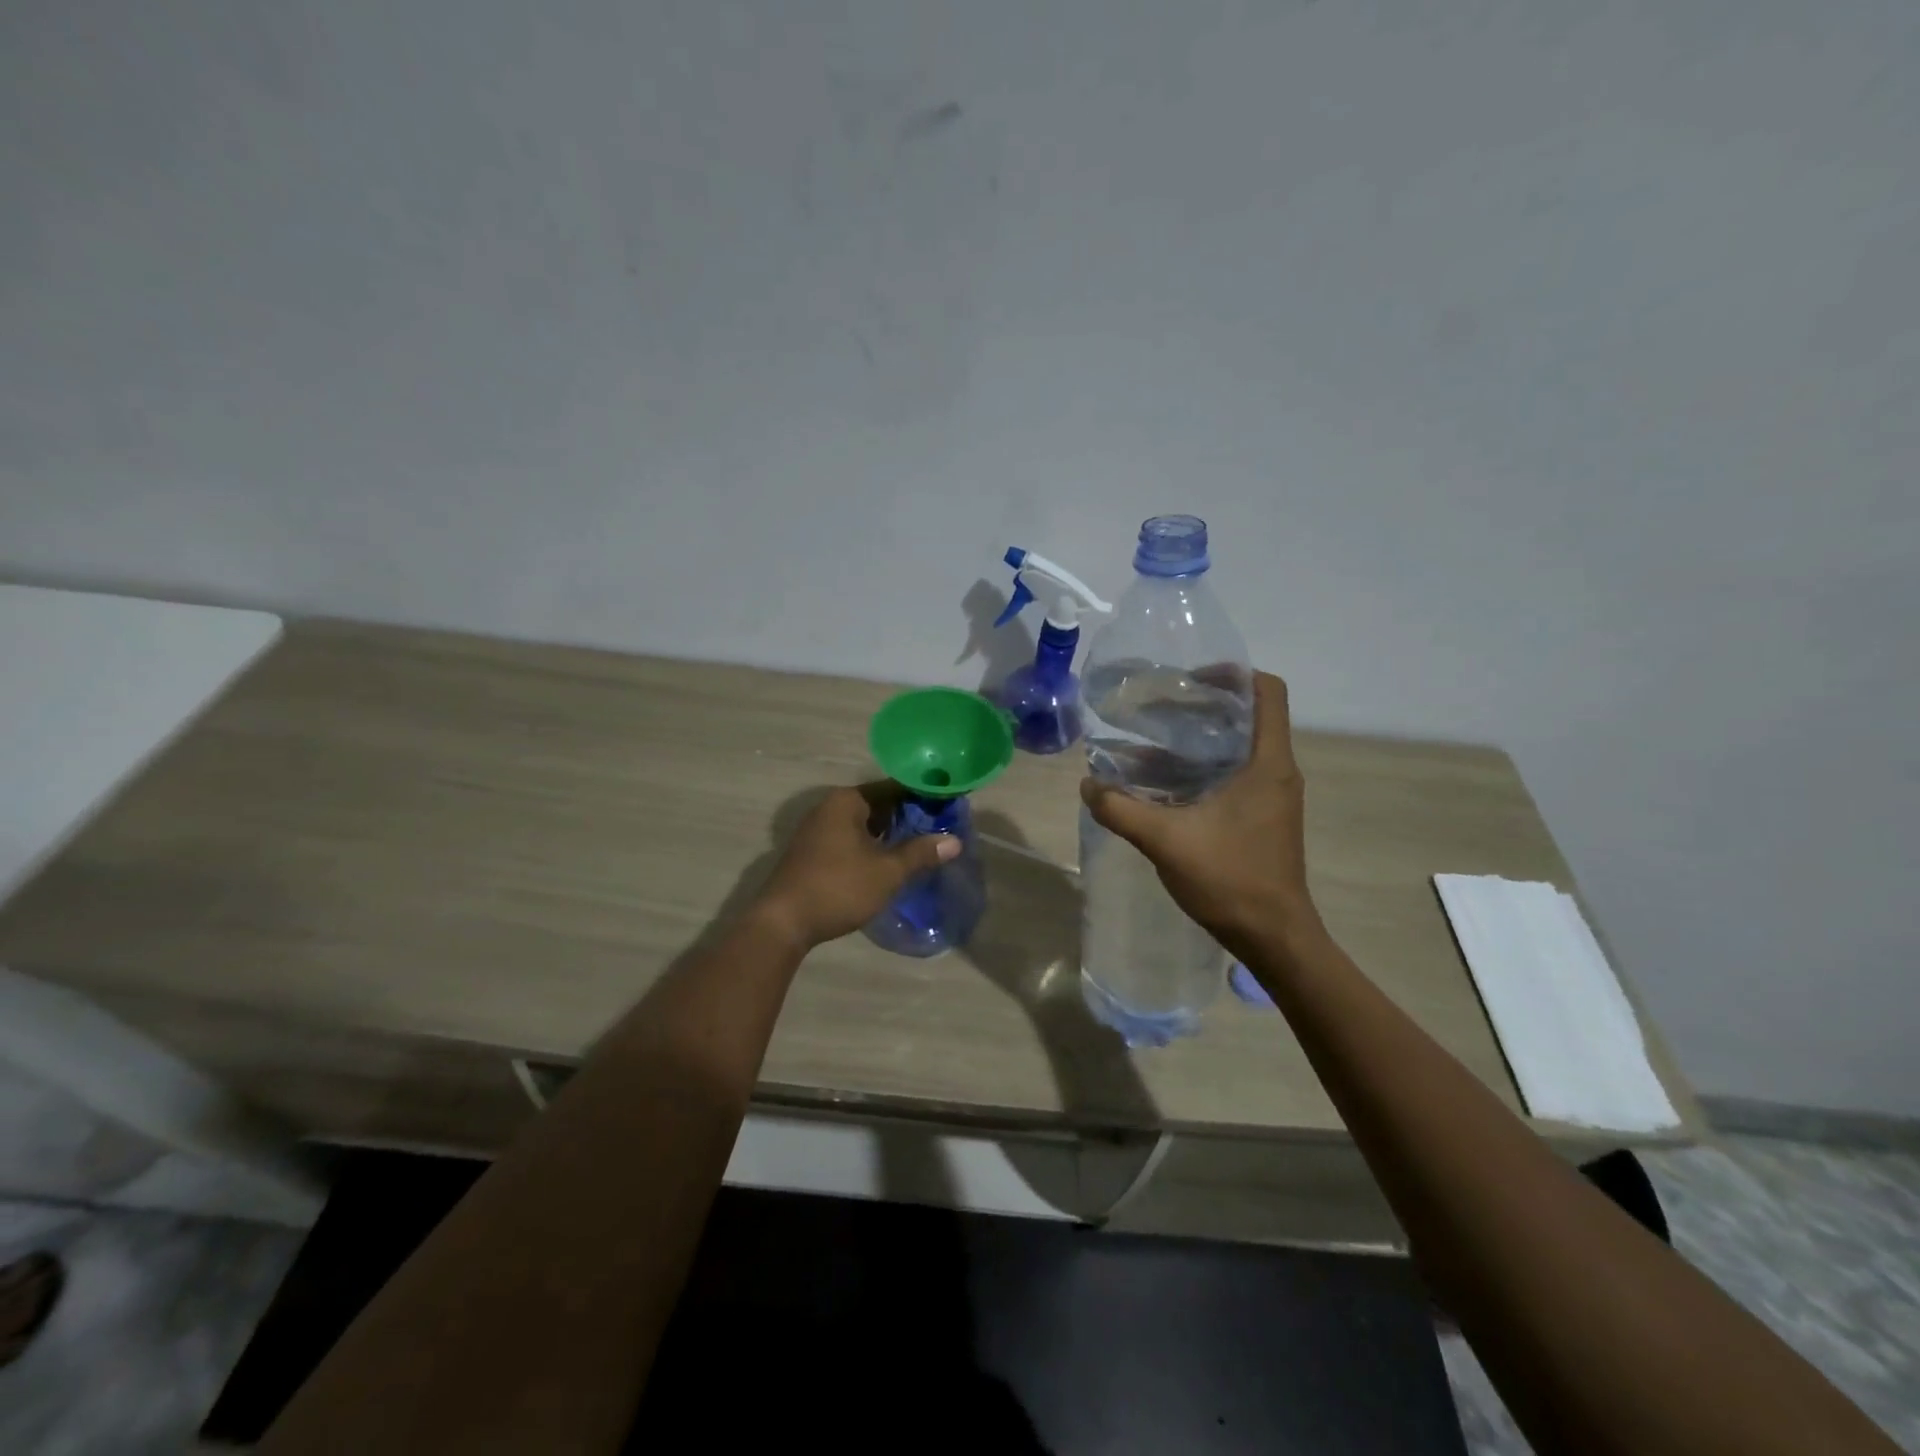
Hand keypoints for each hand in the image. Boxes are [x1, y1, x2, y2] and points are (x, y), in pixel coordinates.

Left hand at [753, 784, 959, 949]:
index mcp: (847, 801)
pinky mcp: (812, 852)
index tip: (948, 806)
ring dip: (889, 834)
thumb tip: (954, 841)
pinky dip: (871, 846)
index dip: (923, 796)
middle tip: (940, 828)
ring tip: (921, 846)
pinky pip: (850, 839)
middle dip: (908, 817)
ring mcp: (818, 830)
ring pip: (864, 824)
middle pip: (878, 805)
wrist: (783, 923)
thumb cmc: (839, 887)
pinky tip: (890, 862)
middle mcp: (830, 807)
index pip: (894, 788)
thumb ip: (921, 853)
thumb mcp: (887, 871)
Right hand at [1079, 672, 1322, 963]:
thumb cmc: (1231, 880)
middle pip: (1247, 715)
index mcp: (1268, 763)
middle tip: (1158, 706)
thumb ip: (1122, 809)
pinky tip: (1160, 782)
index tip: (1188, 679)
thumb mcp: (1166, 841)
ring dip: (1197, 740)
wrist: (1273, 937)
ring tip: (1149, 739)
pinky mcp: (1261, 816)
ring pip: (1237, 747)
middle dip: (1202, 705)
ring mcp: (1271, 795)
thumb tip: (1088, 785)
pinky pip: (1233, 775)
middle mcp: (1276, 771)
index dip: (1232, 674)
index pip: (1267, 692)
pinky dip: (1200, 769)